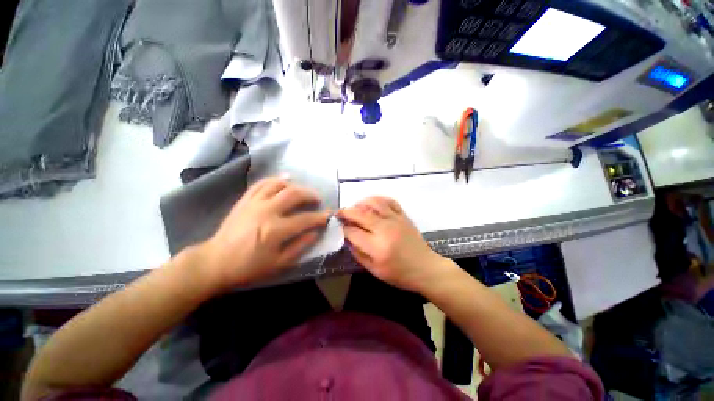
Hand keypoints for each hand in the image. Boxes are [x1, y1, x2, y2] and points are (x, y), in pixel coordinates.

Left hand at [198, 177, 330, 291]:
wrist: (215, 261)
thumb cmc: (249, 266)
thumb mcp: (279, 263)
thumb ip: (300, 246)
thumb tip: (316, 232)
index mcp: (275, 230)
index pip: (305, 219)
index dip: (320, 217)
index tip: (328, 215)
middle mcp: (266, 211)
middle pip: (294, 194)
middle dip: (310, 195)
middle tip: (317, 199)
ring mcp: (254, 203)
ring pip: (279, 184)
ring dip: (295, 185)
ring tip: (302, 191)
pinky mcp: (245, 200)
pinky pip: (262, 183)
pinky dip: (275, 179)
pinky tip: (284, 180)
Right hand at [337, 196, 446, 292]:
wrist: (425, 268)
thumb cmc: (398, 273)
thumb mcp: (374, 270)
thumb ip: (357, 253)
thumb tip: (347, 236)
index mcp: (377, 247)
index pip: (353, 231)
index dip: (344, 228)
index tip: (340, 226)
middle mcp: (385, 230)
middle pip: (360, 214)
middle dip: (347, 212)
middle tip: (340, 213)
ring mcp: (395, 220)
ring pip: (374, 203)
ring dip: (361, 202)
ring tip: (355, 207)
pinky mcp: (403, 216)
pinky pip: (389, 201)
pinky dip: (378, 199)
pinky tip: (372, 203)